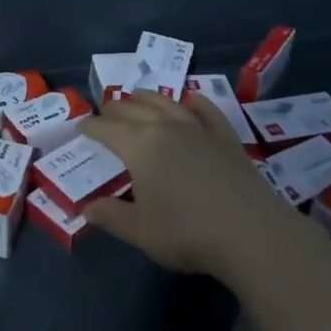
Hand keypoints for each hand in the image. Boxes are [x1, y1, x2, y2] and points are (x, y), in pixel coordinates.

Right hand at [80, 92, 291, 282]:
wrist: (250, 232)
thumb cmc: (187, 233)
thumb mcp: (140, 231)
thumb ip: (110, 216)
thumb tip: (86, 208)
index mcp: (138, 146)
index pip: (105, 128)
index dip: (89, 127)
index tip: (81, 128)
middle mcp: (164, 126)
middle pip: (131, 108)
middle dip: (113, 110)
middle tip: (104, 116)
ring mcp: (197, 126)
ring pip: (165, 100)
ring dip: (145, 97)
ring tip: (136, 98)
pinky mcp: (224, 134)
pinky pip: (205, 108)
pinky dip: (192, 100)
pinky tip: (190, 100)